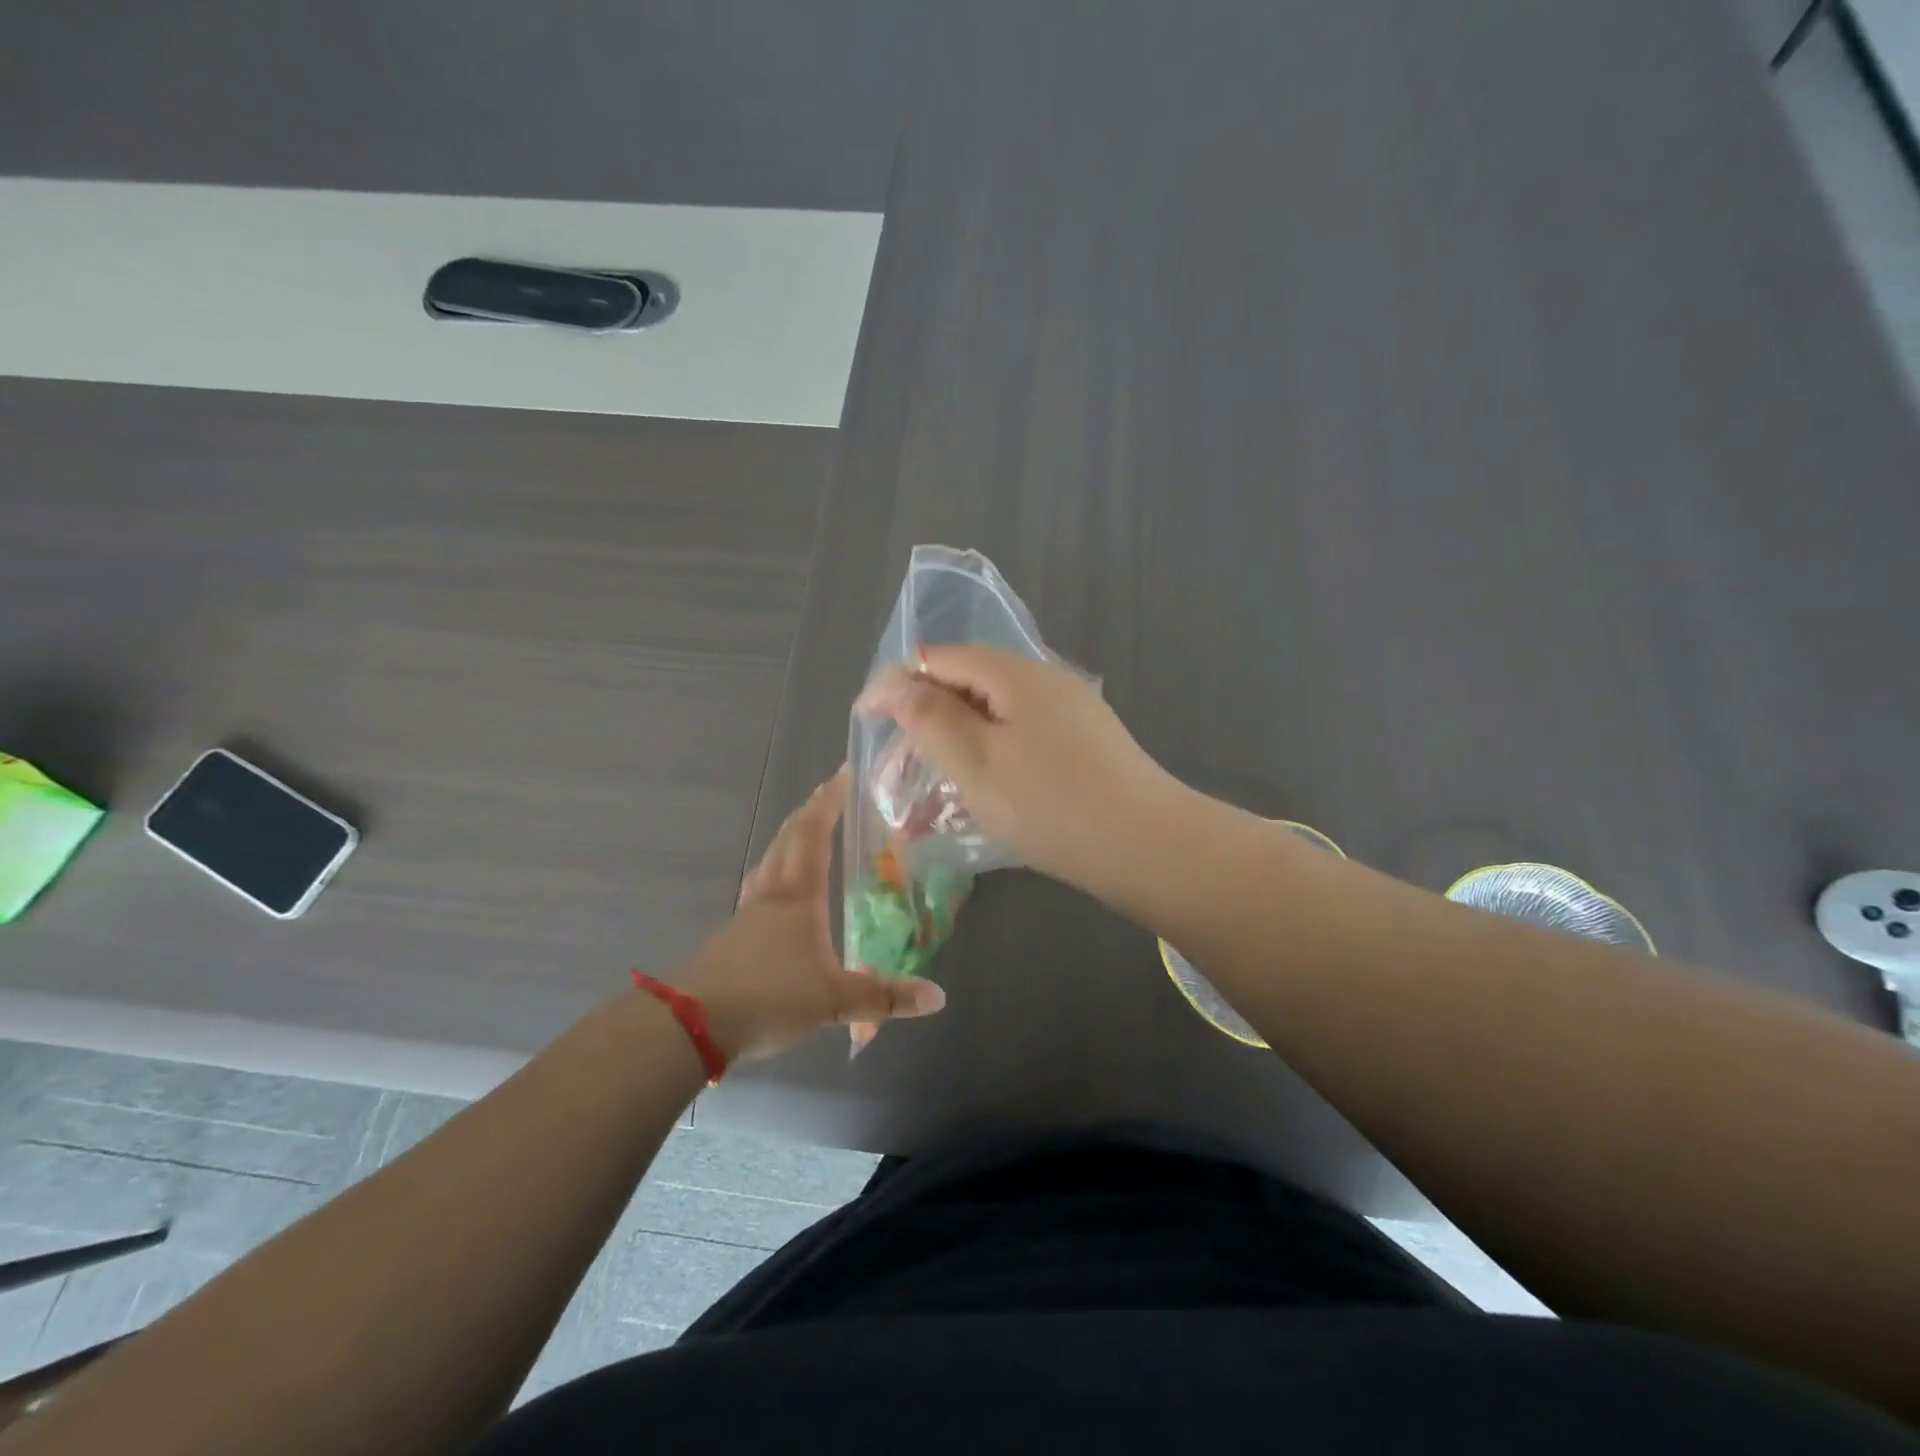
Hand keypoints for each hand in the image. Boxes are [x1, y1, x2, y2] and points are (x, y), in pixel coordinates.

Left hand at [677, 769, 944, 1063]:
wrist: (692, 1025)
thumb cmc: (769, 998)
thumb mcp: (834, 1002)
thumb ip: (884, 997)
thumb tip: (938, 997)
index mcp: (798, 898)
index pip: (814, 836)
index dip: (828, 804)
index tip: (841, 774)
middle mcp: (770, 895)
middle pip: (787, 840)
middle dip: (809, 813)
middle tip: (826, 794)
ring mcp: (745, 914)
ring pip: (768, 862)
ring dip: (787, 840)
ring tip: (802, 834)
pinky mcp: (729, 937)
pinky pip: (757, 889)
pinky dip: (772, 874)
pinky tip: (776, 895)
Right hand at [855, 645, 1180, 890]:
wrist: (1146, 846)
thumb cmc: (1050, 804)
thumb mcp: (975, 762)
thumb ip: (929, 717)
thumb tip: (896, 682)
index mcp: (1014, 673)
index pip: (938, 657)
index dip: (895, 682)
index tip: (865, 719)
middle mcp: (1044, 679)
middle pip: (968, 680)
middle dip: (925, 713)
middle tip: (897, 760)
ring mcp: (1070, 710)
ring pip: (995, 711)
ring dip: (957, 737)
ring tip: (932, 779)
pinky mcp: (1084, 741)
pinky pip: (1021, 733)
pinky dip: (990, 752)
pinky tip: (983, 787)